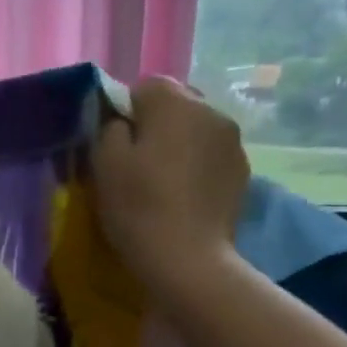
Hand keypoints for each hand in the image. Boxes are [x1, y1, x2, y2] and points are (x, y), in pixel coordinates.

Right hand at [91, 76, 249, 289]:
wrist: (188, 259)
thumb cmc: (138, 207)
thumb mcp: (104, 163)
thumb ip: (109, 127)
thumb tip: (121, 121)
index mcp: (174, 103)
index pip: (145, 86)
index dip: (125, 111)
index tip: (115, 143)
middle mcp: (210, 110)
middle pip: (176, 103)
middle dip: (157, 123)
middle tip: (137, 160)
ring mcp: (233, 141)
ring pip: (197, 128)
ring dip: (180, 143)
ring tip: (163, 178)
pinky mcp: (243, 171)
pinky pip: (212, 154)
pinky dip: (197, 164)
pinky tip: (184, 194)